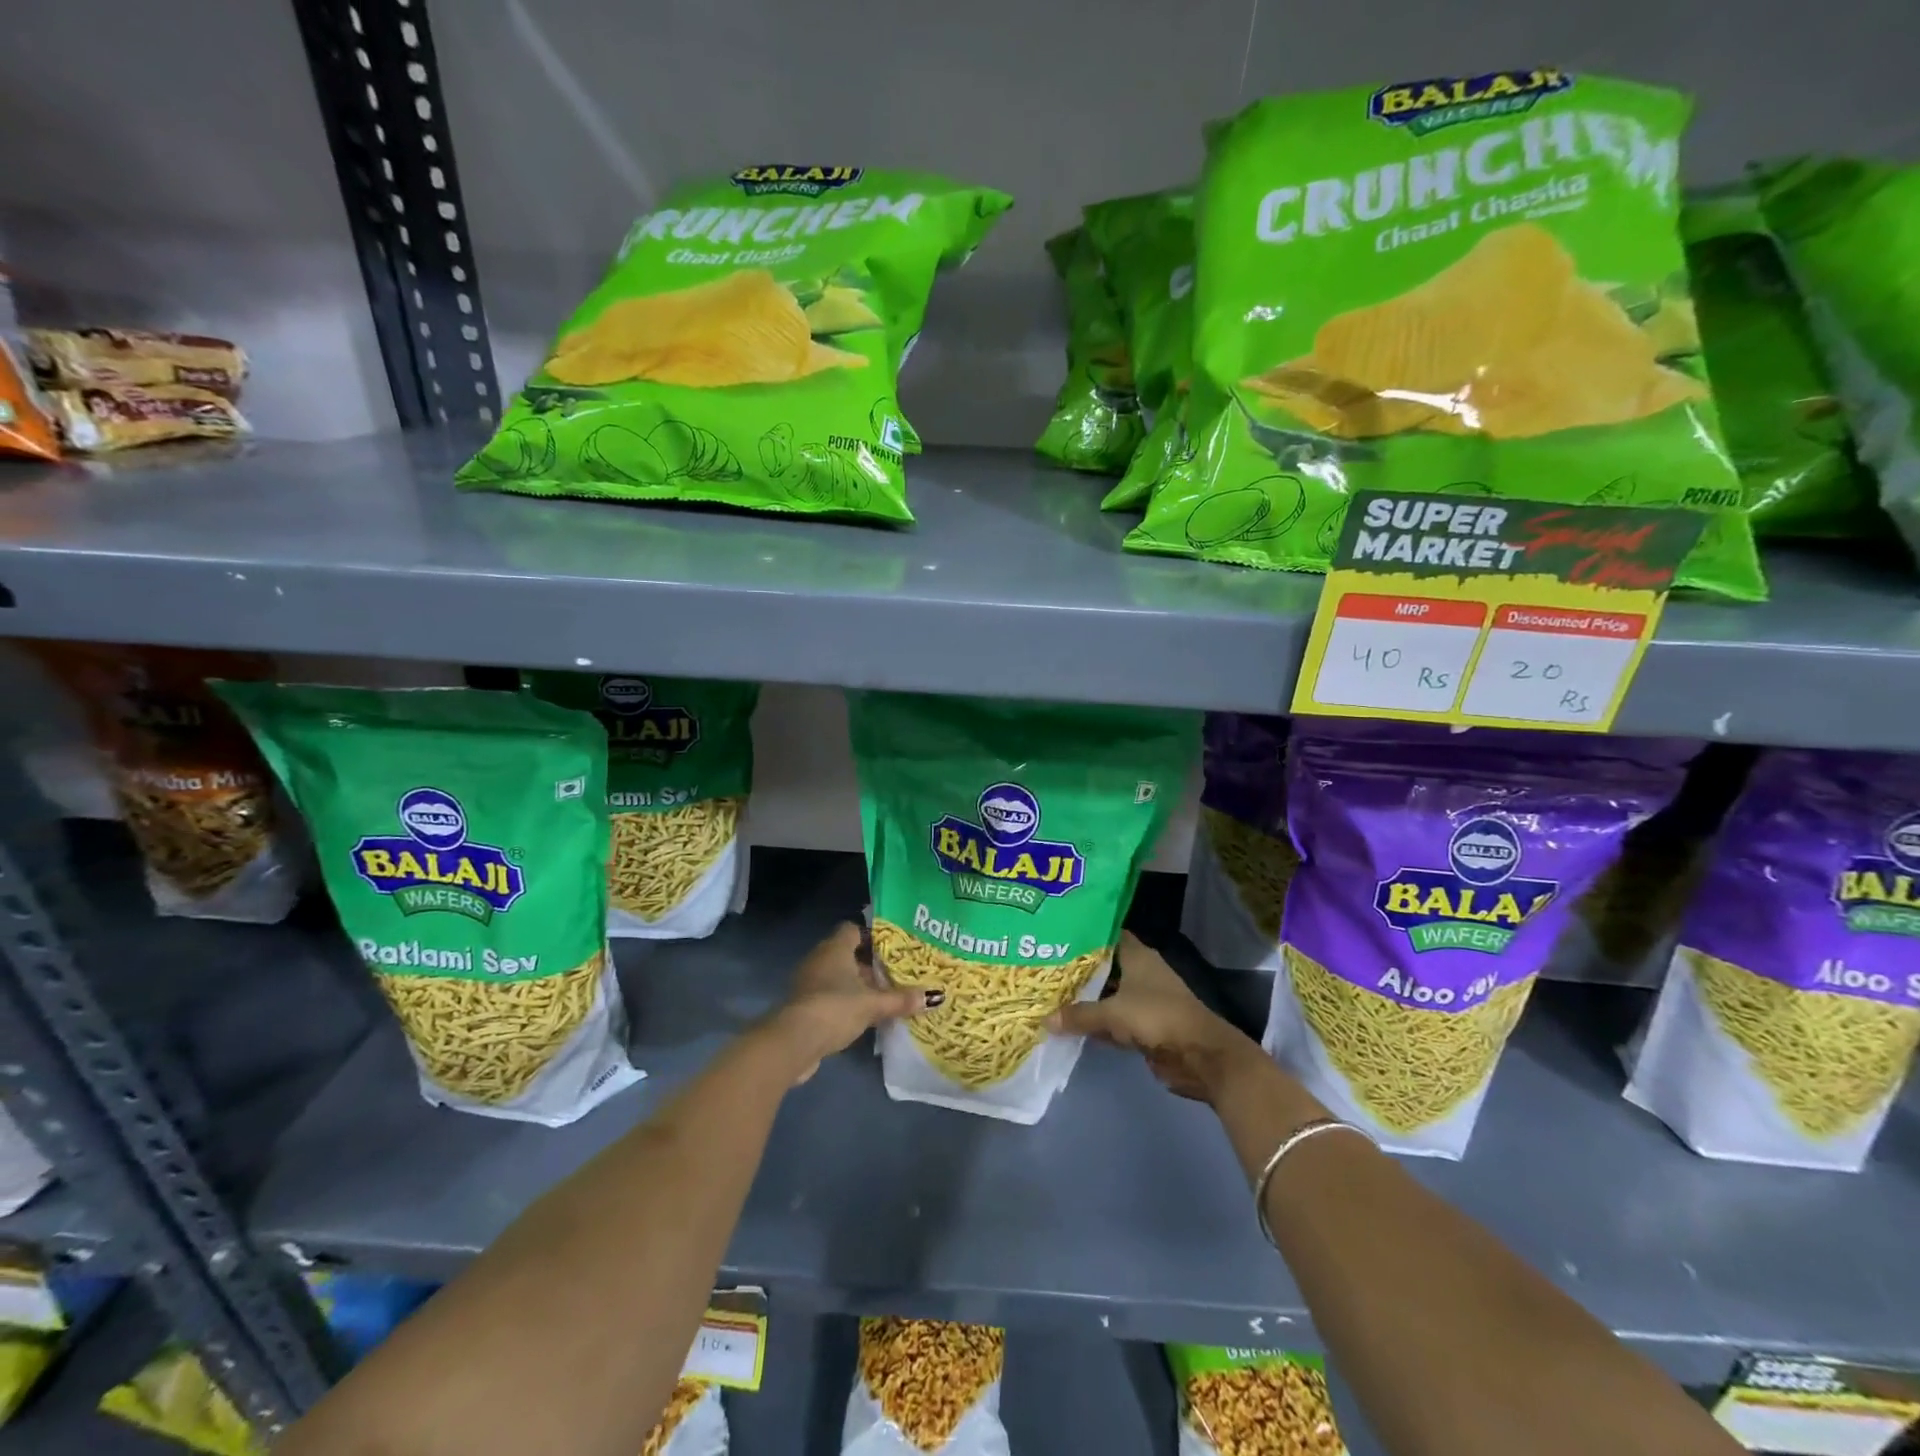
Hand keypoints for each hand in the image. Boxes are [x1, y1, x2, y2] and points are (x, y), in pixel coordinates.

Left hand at [773, 922, 933, 1083]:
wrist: (793, 1041)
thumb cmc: (835, 1008)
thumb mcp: (873, 1004)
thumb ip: (901, 1000)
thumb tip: (934, 996)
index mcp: (835, 948)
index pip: (853, 929)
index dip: (872, 936)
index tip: (893, 947)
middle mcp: (819, 959)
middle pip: (848, 954)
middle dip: (870, 964)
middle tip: (896, 973)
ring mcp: (809, 983)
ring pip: (839, 977)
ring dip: (857, 986)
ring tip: (885, 995)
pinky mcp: (804, 1006)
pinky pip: (830, 996)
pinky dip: (845, 1003)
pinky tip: (864, 1016)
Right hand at [1048, 932, 1260, 1102]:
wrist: (1198, 1055)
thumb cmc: (1157, 1017)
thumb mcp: (1112, 1013)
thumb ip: (1079, 1014)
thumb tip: (1045, 1019)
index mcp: (1137, 955)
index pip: (1107, 935)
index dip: (1084, 933)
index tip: (1058, 934)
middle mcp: (1141, 972)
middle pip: (1105, 966)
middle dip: (1079, 968)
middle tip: (1045, 966)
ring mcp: (1144, 1000)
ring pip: (1108, 994)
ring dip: (1086, 998)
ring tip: (1051, 994)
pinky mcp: (1144, 1026)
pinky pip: (1113, 1019)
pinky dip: (1097, 1022)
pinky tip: (1071, 1024)